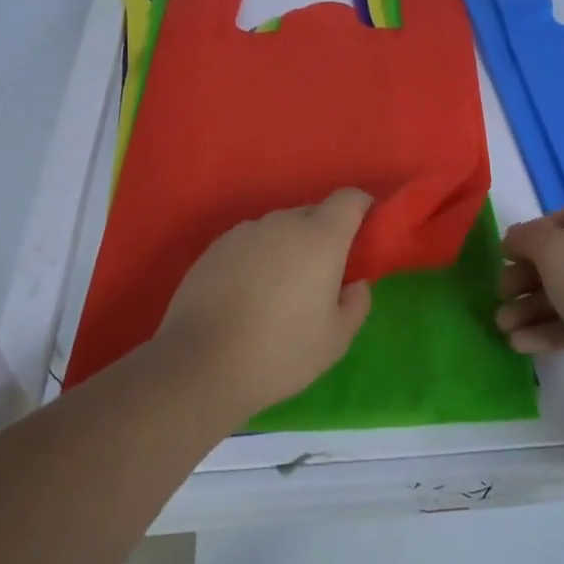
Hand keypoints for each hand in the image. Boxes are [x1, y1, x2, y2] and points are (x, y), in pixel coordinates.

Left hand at [152, 189, 373, 420]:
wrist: (200, 365)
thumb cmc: (280, 353)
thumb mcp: (336, 339)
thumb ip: (356, 302)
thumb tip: (354, 282)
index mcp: (320, 238)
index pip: (348, 198)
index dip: (361, 208)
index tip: (363, 235)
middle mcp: (282, 223)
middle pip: (313, 213)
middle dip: (324, 235)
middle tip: (321, 277)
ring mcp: (244, 232)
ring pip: (279, 228)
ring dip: (288, 246)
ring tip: (279, 291)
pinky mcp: (215, 247)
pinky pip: (250, 242)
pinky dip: (258, 257)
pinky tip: (247, 295)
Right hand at [496, 205, 563, 364]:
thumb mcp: (557, 252)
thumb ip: (528, 238)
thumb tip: (515, 237)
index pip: (555, 222)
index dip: (525, 238)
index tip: (501, 259)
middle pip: (556, 261)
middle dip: (522, 280)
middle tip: (498, 298)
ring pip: (563, 296)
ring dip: (529, 310)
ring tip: (502, 328)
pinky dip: (547, 331)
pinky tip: (520, 345)